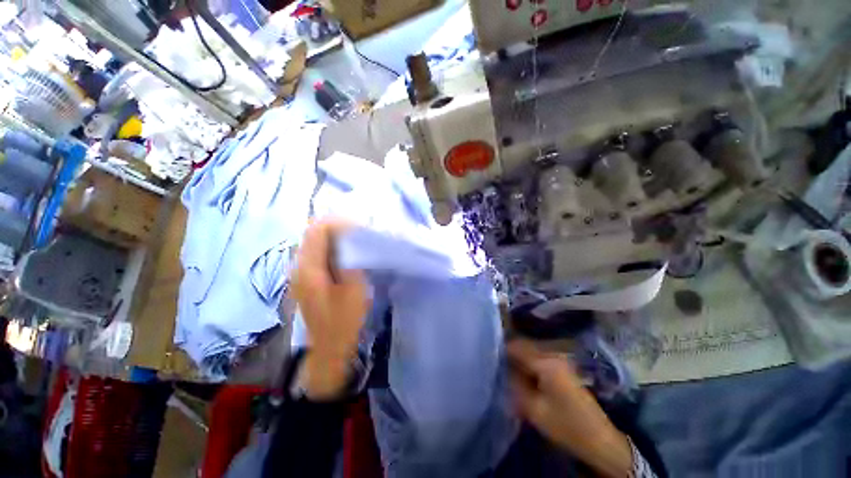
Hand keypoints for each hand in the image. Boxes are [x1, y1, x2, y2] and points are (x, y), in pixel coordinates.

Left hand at [291, 219, 370, 398]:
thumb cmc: (344, 321)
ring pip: (315, 243)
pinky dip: (332, 249)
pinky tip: (347, 255)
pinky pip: (317, 255)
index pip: (317, 230)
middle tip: (360, 233)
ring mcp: (300, 274)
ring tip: (356, 241)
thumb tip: (349, 237)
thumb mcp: (353, 289)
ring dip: (335, 238)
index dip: (339, 223)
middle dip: (337, 228)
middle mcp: (298, 267)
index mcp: (308, 268)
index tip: (360, 227)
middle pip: (313, 234)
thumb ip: (349, 260)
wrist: (329, 349)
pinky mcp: (306, 280)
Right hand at [507, 340, 633, 477]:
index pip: (516, 346)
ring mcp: (559, 360)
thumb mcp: (534, 409)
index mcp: (545, 361)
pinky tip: (521, 377)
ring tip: (505, 371)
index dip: (500, 349)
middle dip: (508, 355)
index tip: (487, 356)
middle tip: (494, 365)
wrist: (600, 439)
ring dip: (517, 360)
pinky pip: (537, 359)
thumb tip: (501, 370)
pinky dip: (527, 365)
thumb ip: (514, 385)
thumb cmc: (566, 425)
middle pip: (523, 346)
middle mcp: (552, 354)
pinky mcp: (561, 368)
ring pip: (529, 352)